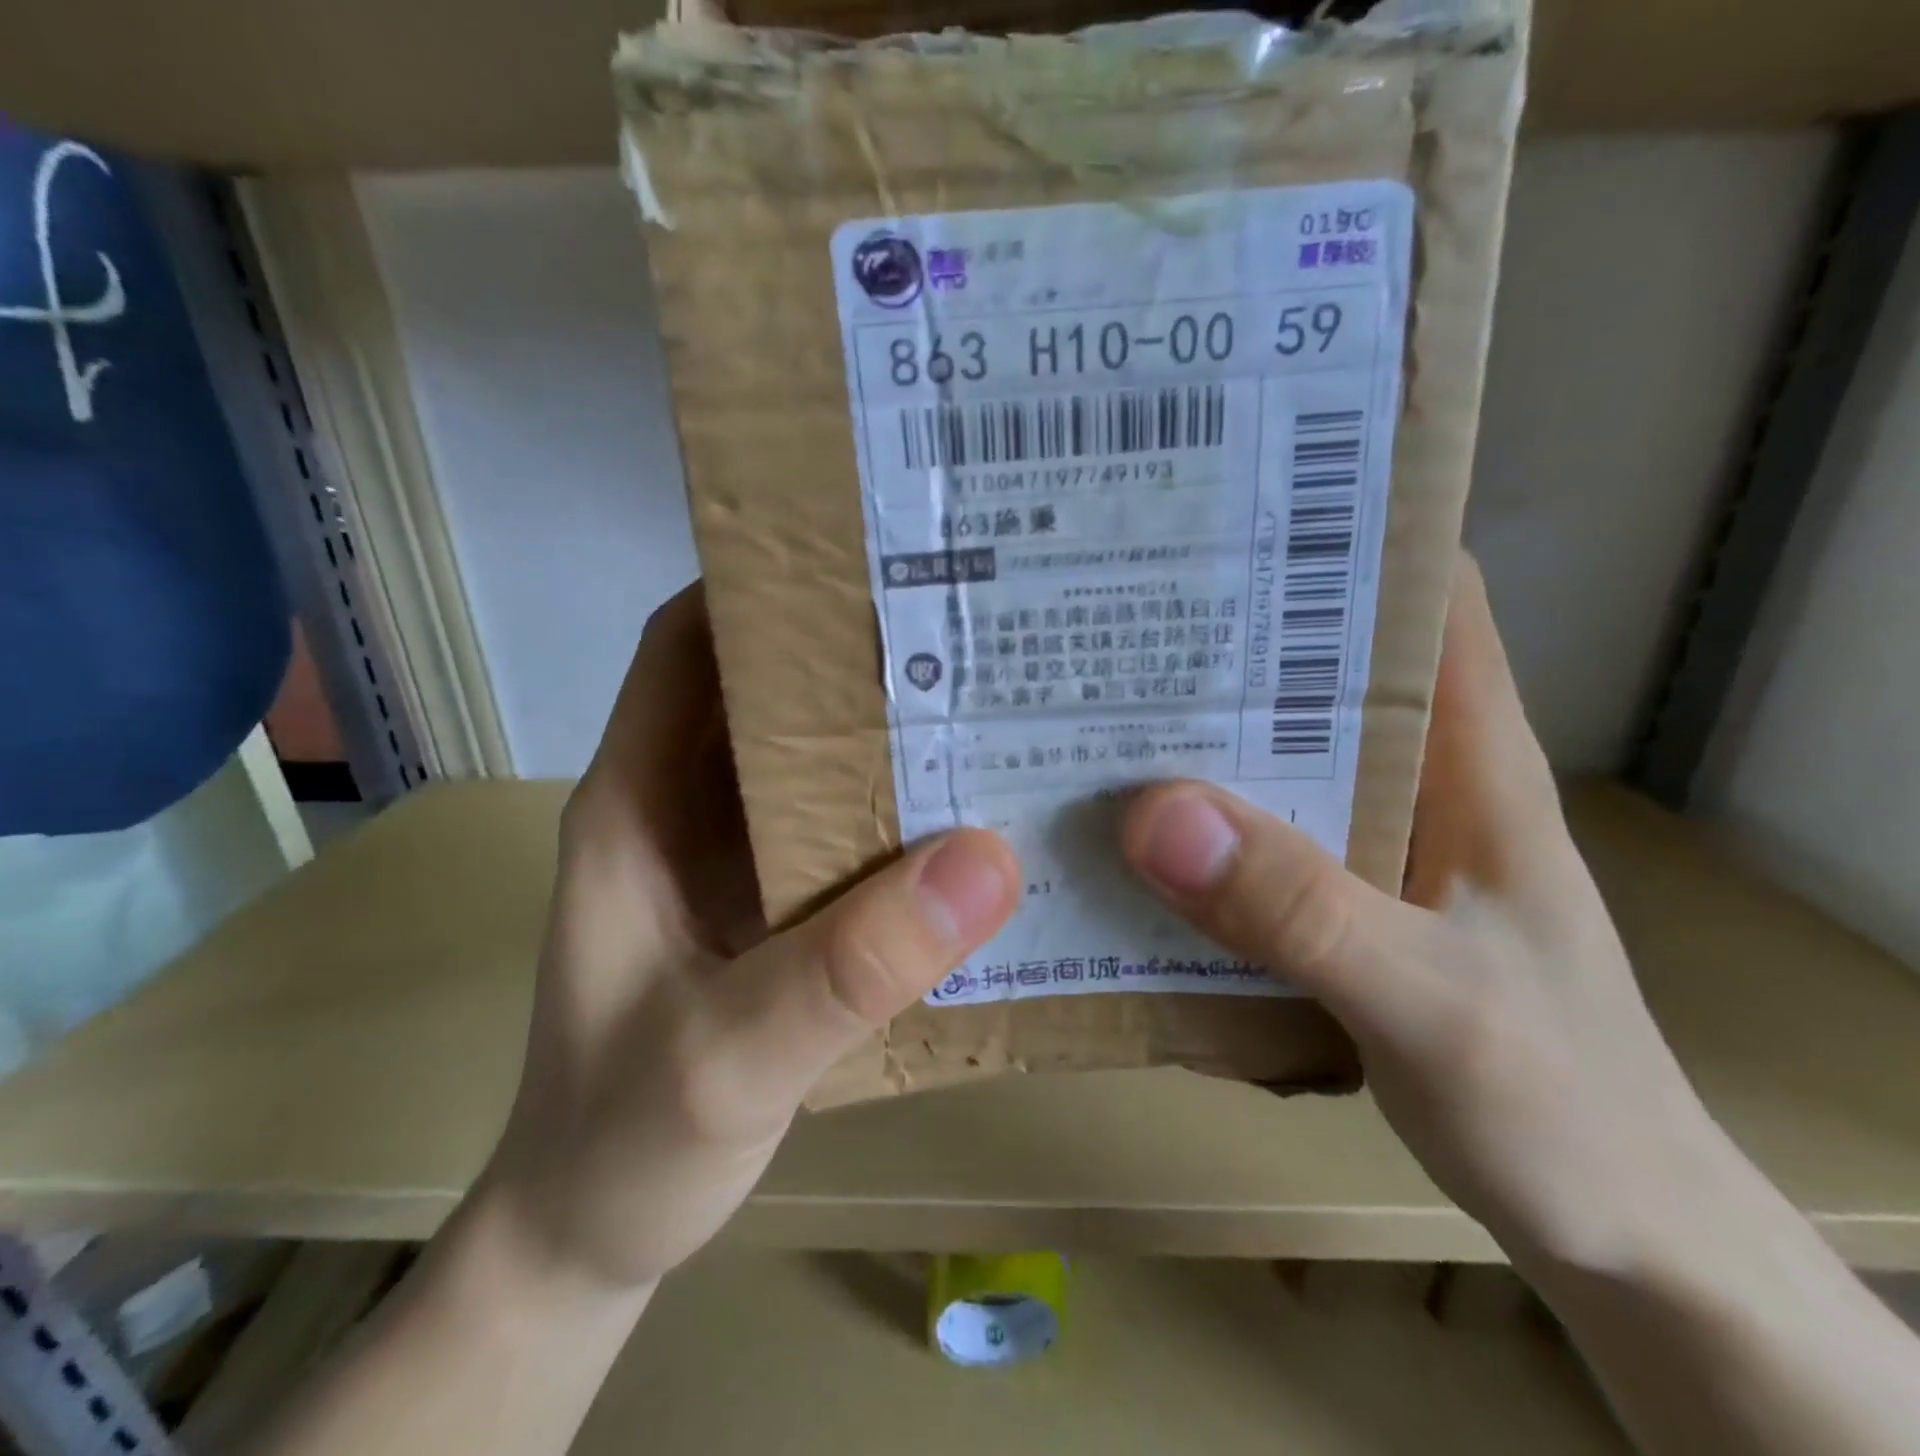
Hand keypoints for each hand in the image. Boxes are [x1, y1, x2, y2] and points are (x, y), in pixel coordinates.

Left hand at [480, 587, 1019, 1290]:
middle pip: (764, 692)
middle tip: (962, 624)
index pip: (685, 649)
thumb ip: (848, 969)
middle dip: (850, 650)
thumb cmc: (621, 1145)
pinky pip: (839, 829)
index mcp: (637, 806)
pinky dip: (895, 808)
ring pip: (810, 759)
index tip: (861, 559)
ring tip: (985, 701)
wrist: (591, 1236)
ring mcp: (730, 861)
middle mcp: (682, 812)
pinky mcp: (771, 908)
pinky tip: (969, 815)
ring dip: (883, 729)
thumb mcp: (728, 1063)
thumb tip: (985, 861)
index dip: (758, 588)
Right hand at [1121, 555, 1718, 1270]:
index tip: (1229, 513)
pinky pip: (1251, 838)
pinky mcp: (1336, 903)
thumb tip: (1154, 813)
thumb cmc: (1562, 1105)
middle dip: (1227, 635)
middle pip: (1317, 671)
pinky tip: (1125, 830)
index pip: (1422, 597)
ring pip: (1273, 756)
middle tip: (1115, 609)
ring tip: (1093, 708)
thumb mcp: (1430, 1004)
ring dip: (1196, 735)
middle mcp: (1416, 783)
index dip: (1340, 535)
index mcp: (1471, 761)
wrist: (1618, 1230)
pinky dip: (1193, 824)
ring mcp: (1372, 846)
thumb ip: (1300, 909)